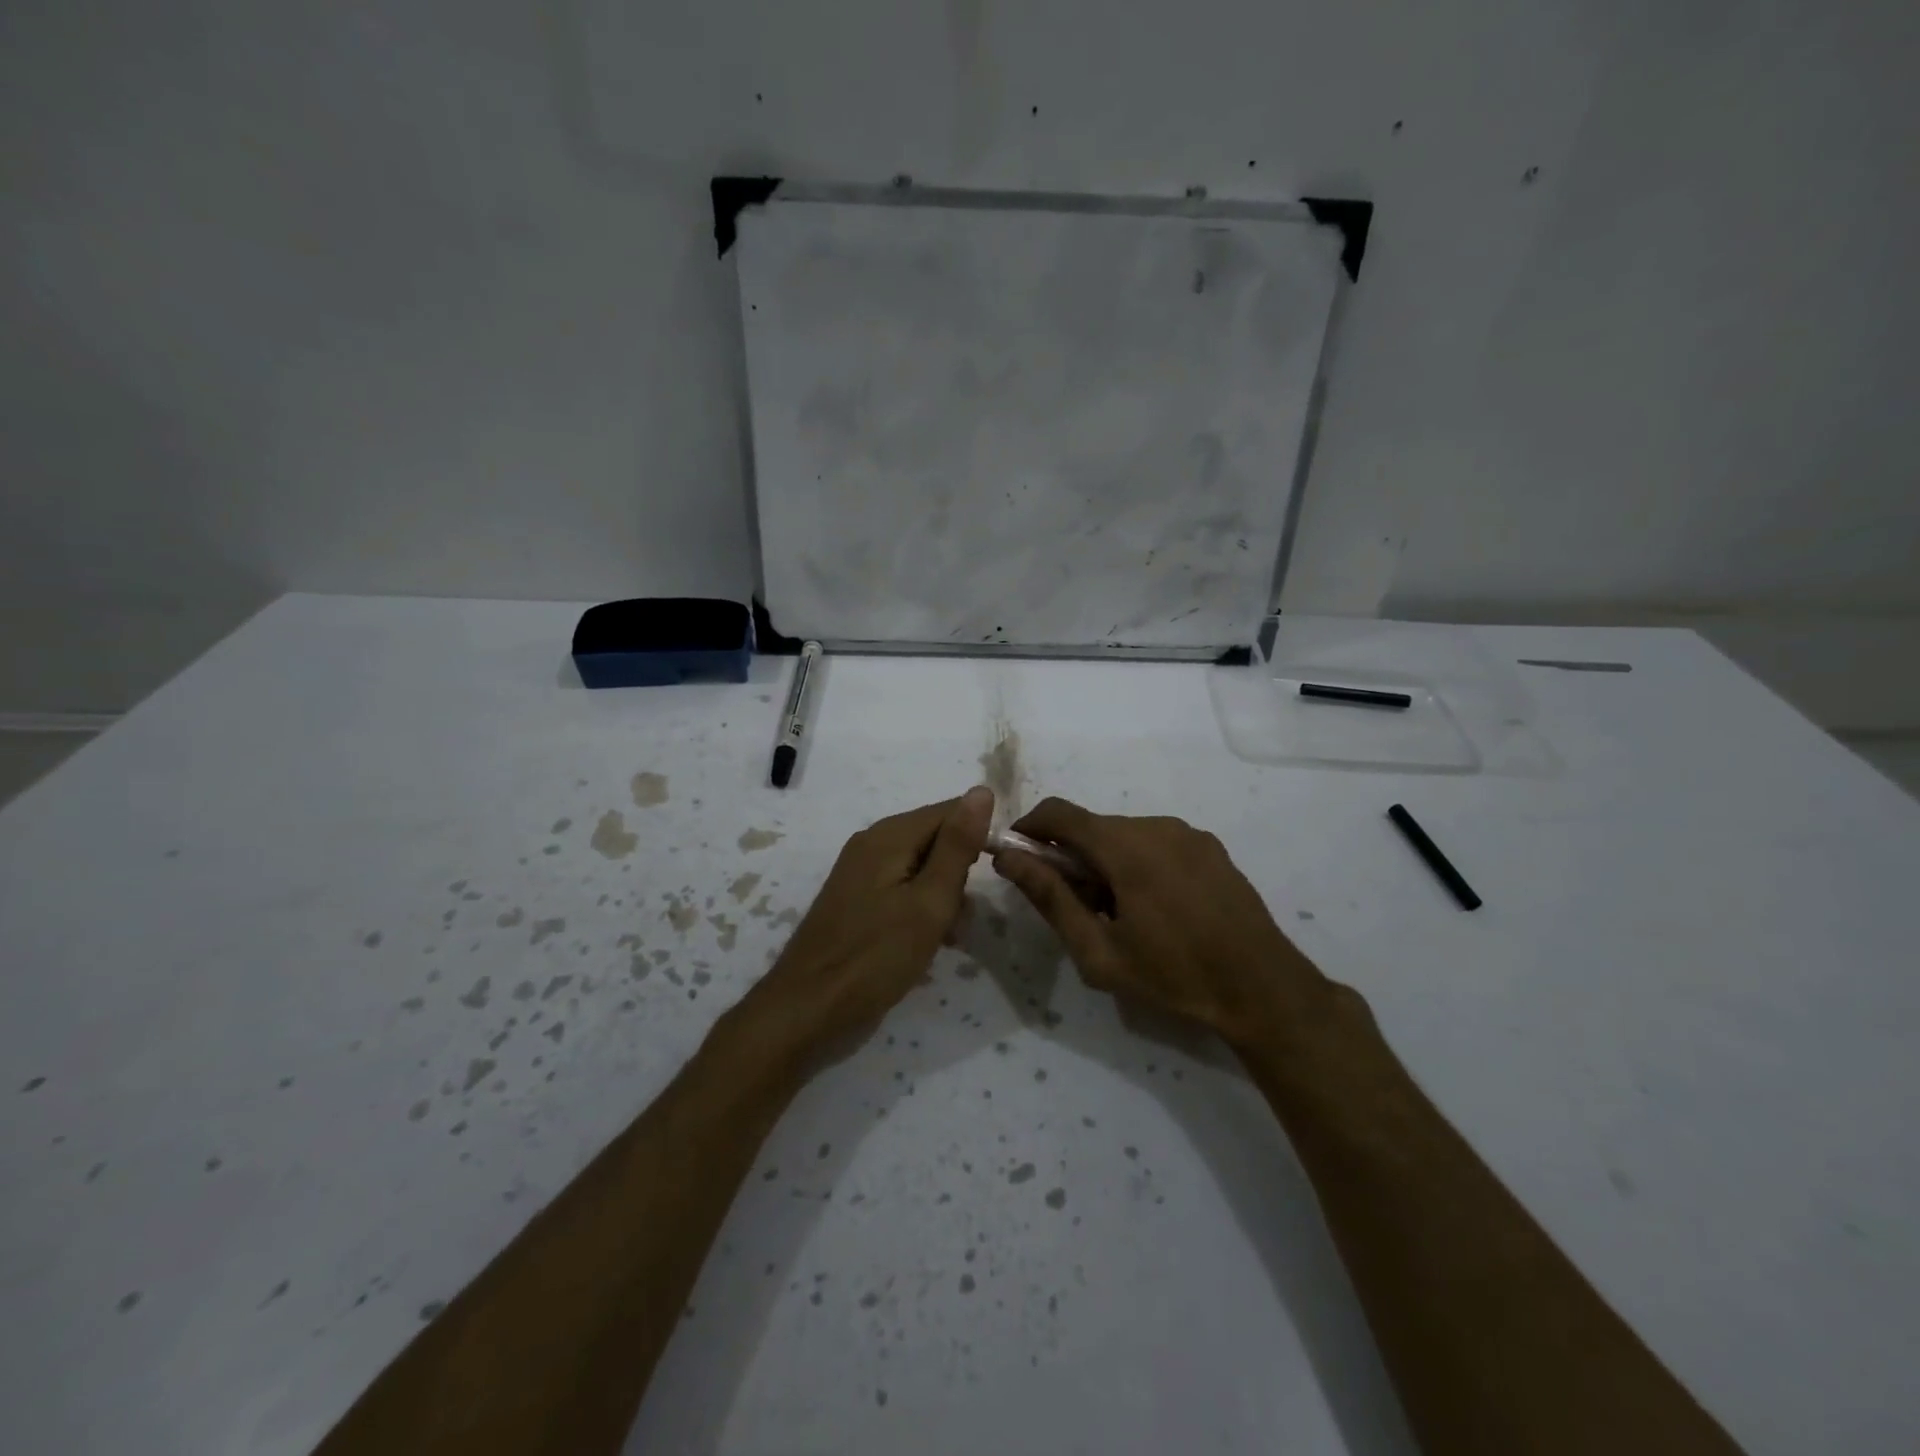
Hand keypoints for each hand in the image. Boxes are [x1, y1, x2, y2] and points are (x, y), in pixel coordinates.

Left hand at [747, 787, 992, 1058]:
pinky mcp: (857, 899)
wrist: (808, 1009)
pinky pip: (902, 887)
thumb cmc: (876, 957)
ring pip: (921, 866)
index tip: (994, 877)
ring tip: (950, 936)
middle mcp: (872, 843)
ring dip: (944, 895)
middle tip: (962, 917)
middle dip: (960, 872)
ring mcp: (860, 872)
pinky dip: (922, 907)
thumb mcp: (930, 901)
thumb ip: (958, 845)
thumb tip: (982, 790)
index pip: (951, 811)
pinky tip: (929, 941)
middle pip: (935, 838)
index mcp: (889, 835)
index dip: (979, 838)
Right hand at [991, 797, 1342, 1049]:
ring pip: (1124, 834)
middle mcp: (1156, 826)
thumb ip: (1050, 898)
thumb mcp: (1100, 951)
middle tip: (1074, 907)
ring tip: (1118, 914)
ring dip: (1105, 861)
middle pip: (1092, 826)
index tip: (1016, 858)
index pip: (1059, 813)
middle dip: (1070, 857)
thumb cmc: (1174, 975)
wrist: (1263, 988)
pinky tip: (1154, 908)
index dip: (1029, 828)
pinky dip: (1137, 862)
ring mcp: (1188, 833)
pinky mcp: (1209, 847)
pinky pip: (1156, 842)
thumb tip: (1008, 858)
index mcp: (1126, 847)